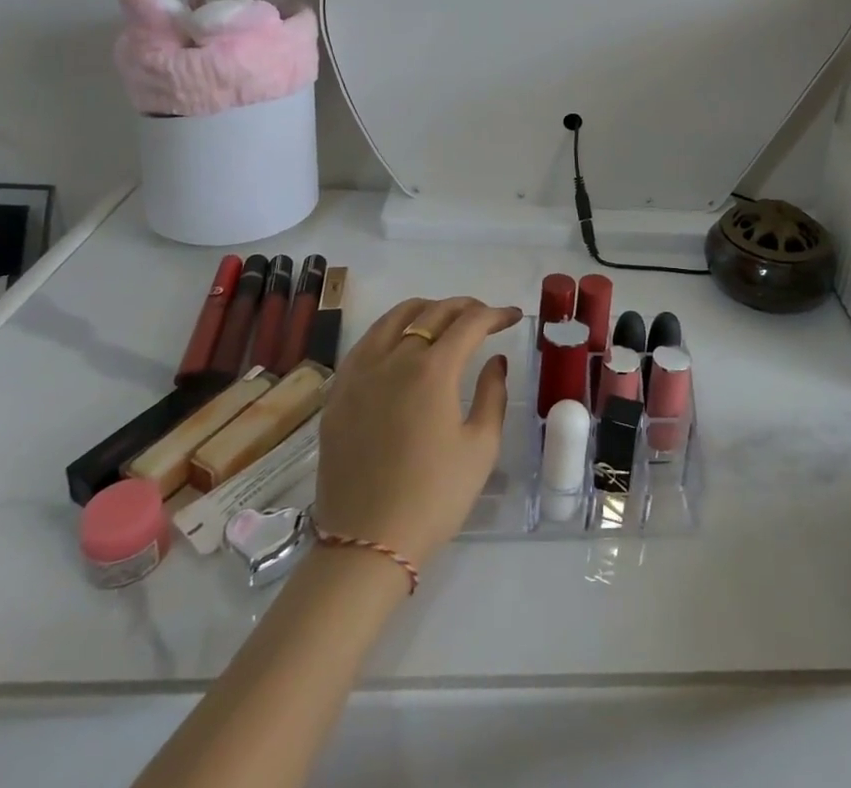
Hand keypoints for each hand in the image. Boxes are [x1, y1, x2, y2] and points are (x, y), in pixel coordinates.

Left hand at [312, 296, 519, 570]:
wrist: (366, 544)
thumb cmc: (434, 497)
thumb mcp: (481, 448)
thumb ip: (492, 394)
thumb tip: (496, 360)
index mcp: (433, 370)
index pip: (469, 323)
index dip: (495, 314)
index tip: (512, 316)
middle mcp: (394, 358)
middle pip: (432, 312)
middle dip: (464, 307)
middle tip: (483, 316)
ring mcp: (360, 372)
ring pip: (394, 318)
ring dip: (425, 309)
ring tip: (442, 319)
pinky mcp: (338, 392)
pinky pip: (366, 343)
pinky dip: (390, 329)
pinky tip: (399, 342)